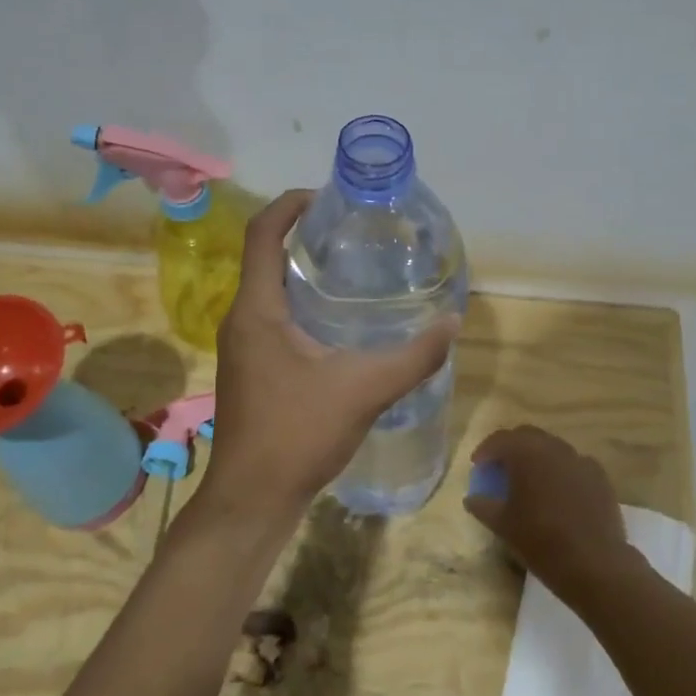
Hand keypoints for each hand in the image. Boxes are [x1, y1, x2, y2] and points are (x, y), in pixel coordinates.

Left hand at [201, 189, 460, 524]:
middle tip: (354, 233)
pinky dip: (303, 305)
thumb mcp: (363, 390)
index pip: (262, 234)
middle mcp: (243, 320)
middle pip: (266, 257)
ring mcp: (244, 347)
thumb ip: (413, 357)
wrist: (253, 498)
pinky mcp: (253, 369)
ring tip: (353, 270)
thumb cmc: (297, 435)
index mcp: (258, 310)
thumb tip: (452, 324)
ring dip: (304, 272)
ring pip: (271, 291)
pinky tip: (340, 324)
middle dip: (305, 236)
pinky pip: (275, 318)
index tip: (327, 197)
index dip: (290, 205)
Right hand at [464, 427, 632, 608]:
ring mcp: (581, 460)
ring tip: (529, 480)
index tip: (477, 465)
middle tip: (501, 468)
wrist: (594, 564)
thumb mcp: (503, 526)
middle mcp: (554, 448)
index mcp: (527, 453)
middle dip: (512, 448)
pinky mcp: (600, 477)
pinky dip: (560, 472)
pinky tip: (558, 493)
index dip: (486, 450)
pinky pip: (573, 465)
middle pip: (527, 436)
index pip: (500, 440)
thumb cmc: (541, 541)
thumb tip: (472, 498)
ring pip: (553, 449)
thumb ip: (483, 506)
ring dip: (537, 458)